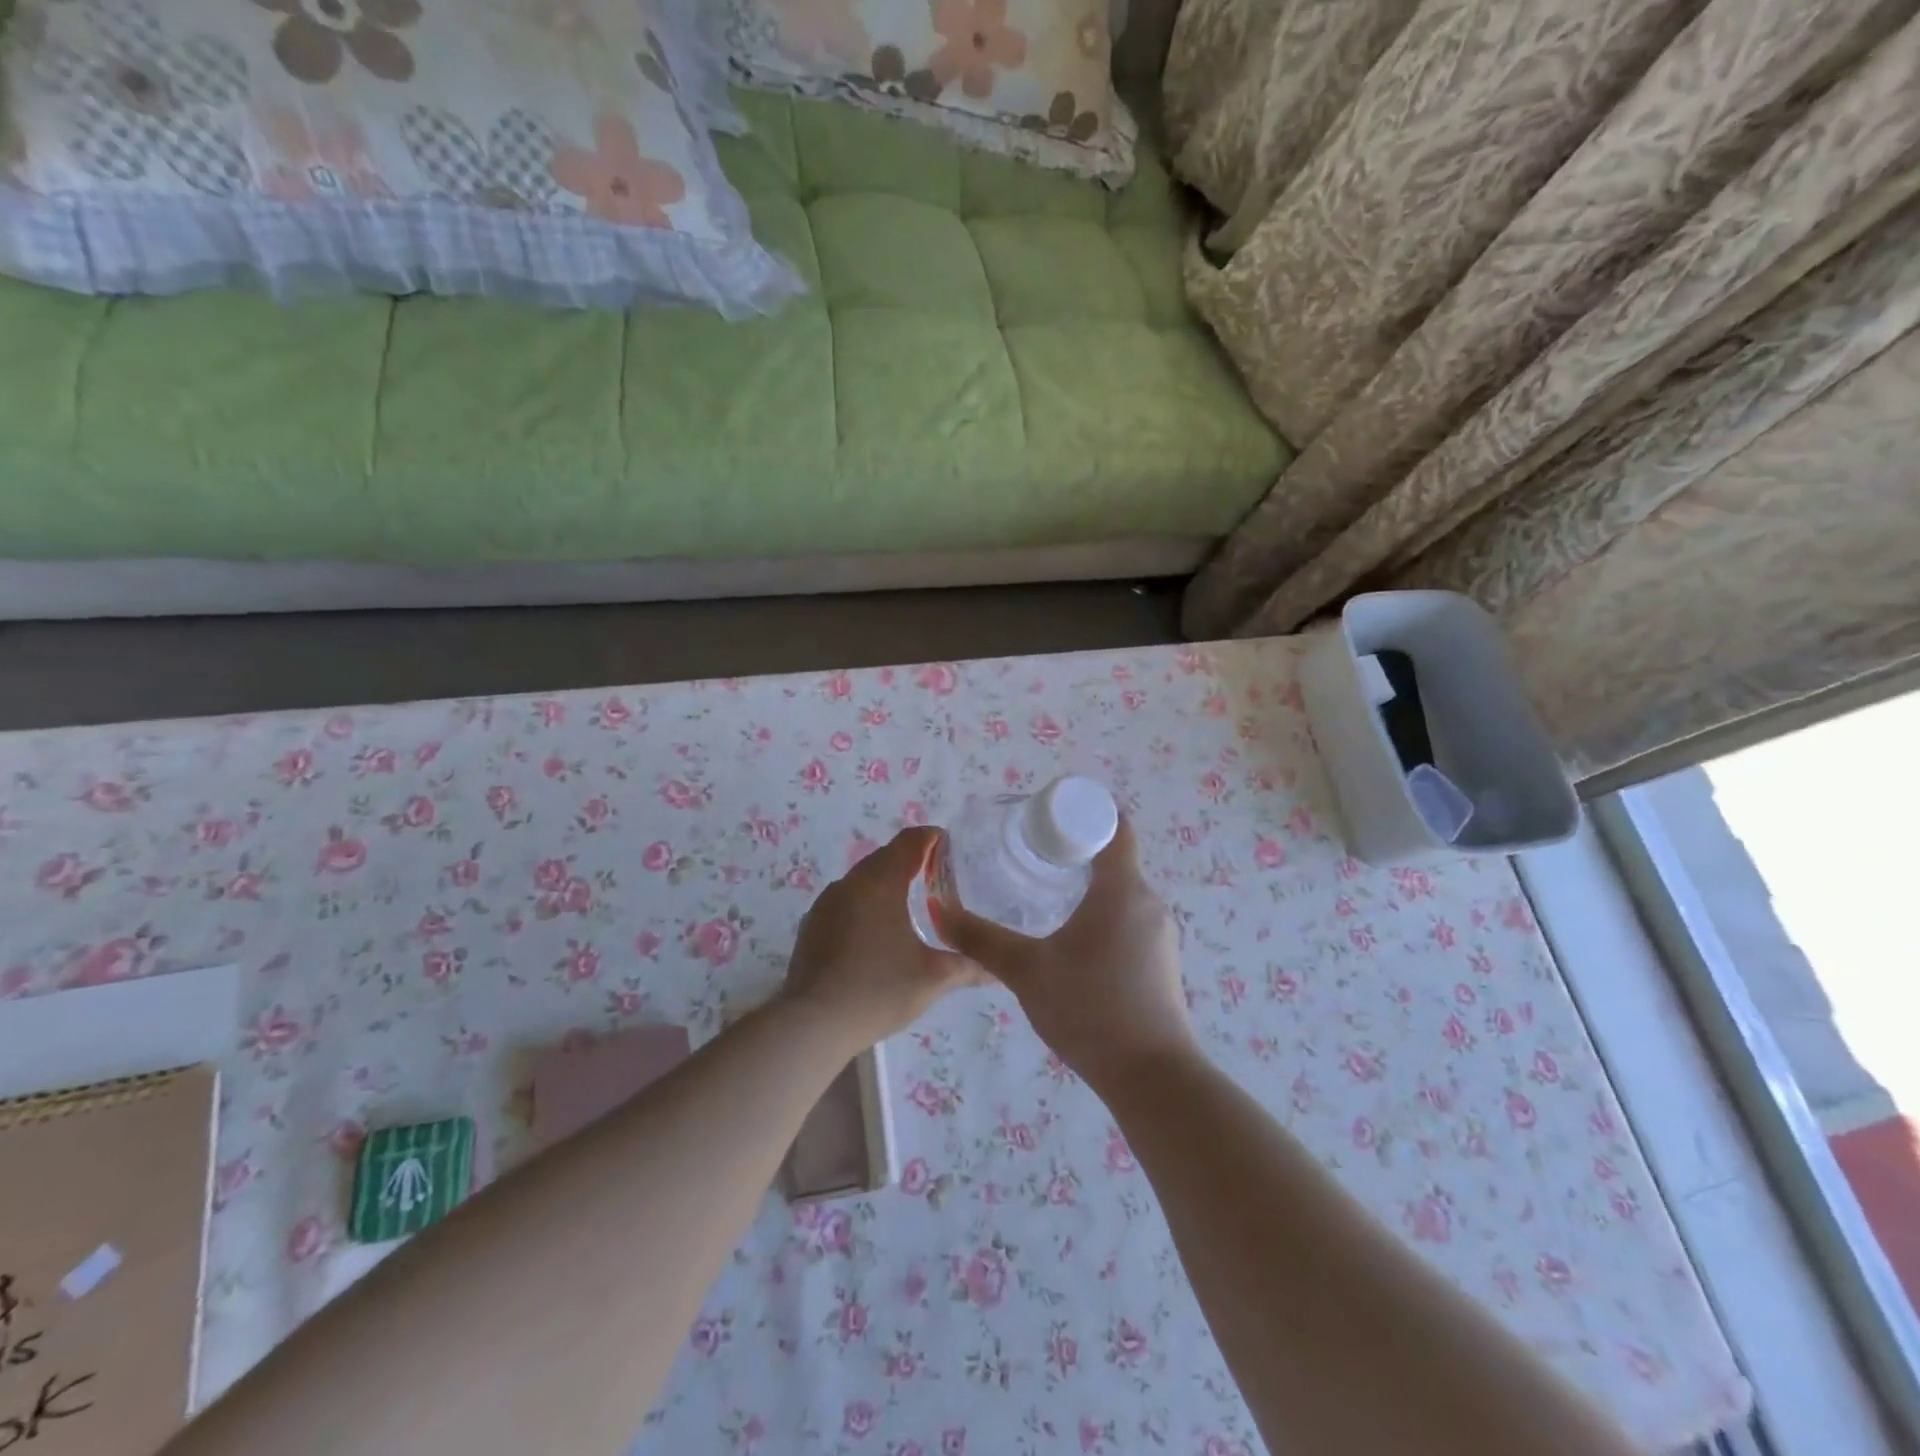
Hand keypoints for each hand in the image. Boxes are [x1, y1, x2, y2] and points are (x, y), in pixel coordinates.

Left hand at [780, 826, 983, 1052]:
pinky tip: (877, 930)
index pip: (909, 842)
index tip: (950, 845)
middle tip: (938, 875)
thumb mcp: (932, 979)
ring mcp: (826, 904)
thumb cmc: (878, 991)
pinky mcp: (812, 925)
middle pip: (884, 857)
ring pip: (862, 879)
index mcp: (880, 883)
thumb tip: (996, 969)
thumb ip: (967, 966)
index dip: (931, 838)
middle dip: (911, 859)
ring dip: (886, 881)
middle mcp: (850, 884)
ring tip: (910, 902)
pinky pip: (846, 900)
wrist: (812, 1024)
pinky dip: (866, 903)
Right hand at [932, 817, 1196, 1088]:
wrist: (1152, 1077)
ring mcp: (1160, 934)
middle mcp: (1148, 902)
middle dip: (1074, 851)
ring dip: (1087, 887)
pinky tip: (1071, 942)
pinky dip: (1101, 915)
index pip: (1114, 826)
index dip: (1082, 814)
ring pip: (1121, 893)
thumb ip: (981, 940)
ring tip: (1044, 897)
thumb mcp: (1026, 971)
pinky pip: (1129, 920)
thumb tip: (939, 912)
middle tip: (1031, 856)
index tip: (1045, 821)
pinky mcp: (1161, 962)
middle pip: (1114, 858)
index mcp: (1122, 889)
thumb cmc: (1090, 1009)